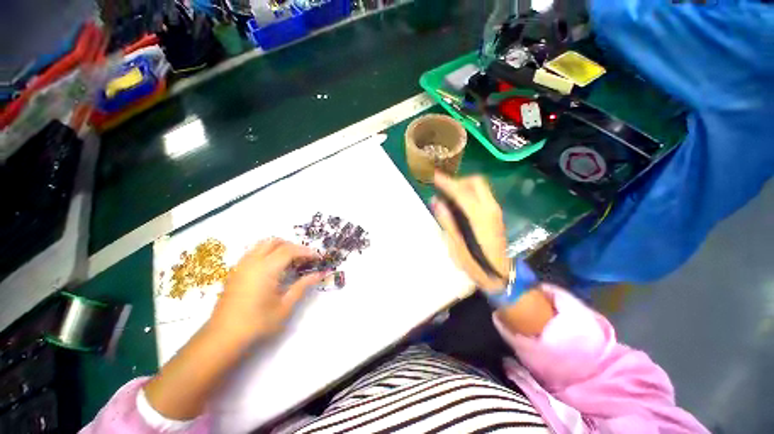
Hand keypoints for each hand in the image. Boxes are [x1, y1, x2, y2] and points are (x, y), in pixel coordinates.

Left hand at [208, 239, 324, 345]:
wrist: (223, 337)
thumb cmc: (257, 323)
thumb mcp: (285, 306)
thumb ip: (303, 286)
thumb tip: (320, 274)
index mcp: (266, 269)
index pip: (290, 250)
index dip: (306, 251)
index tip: (318, 257)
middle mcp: (252, 262)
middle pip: (275, 242)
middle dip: (293, 246)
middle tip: (304, 258)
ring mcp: (241, 265)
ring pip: (263, 244)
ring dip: (279, 247)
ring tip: (291, 261)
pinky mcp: (235, 271)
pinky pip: (254, 252)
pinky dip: (268, 252)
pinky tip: (273, 268)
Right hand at [432, 172, 509, 290]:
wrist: (500, 276)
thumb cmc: (476, 264)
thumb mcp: (456, 246)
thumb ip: (447, 221)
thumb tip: (436, 201)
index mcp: (480, 217)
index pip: (462, 192)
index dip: (447, 182)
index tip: (435, 176)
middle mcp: (491, 209)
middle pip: (476, 182)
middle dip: (458, 180)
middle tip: (443, 187)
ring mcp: (495, 210)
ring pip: (480, 186)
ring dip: (463, 185)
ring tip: (448, 194)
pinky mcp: (495, 214)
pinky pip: (481, 194)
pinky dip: (469, 192)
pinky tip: (458, 203)